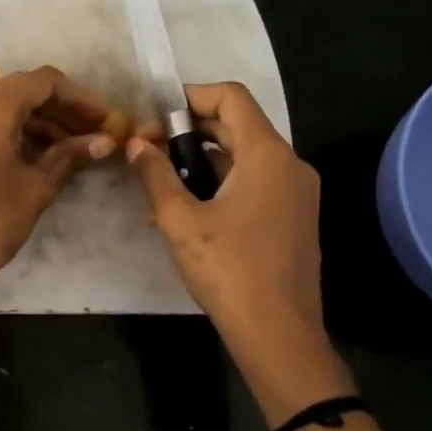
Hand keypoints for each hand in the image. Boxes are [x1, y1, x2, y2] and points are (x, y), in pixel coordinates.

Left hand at [0, 66, 118, 299]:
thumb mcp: (36, 187)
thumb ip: (70, 155)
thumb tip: (105, 141)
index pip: (44, 81)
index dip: (80, 97)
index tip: (104, 119)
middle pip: (22, 91)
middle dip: (60, 110)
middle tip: (92, 134)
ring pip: (2, 106)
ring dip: (37, 122)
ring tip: (71, 149)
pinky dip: (12, 131)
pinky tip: (38, 154)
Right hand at [126, 82, 334, 358]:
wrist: (278, 333)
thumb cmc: (228, 270)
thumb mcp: (180, 220)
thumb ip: (155, 174)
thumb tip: (135, 143)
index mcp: (268, 155)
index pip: (231, 97)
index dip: (189, 97)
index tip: (153, 117)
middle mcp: (290, 164)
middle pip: (237, 125)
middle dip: (189, 130)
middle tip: (148, 150)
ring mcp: (297, 192)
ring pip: (245, 156)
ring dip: (202, 159)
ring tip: (160, 182)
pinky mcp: (294, 217)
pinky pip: (255, 182)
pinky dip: (221, 182)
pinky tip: (188, 209)